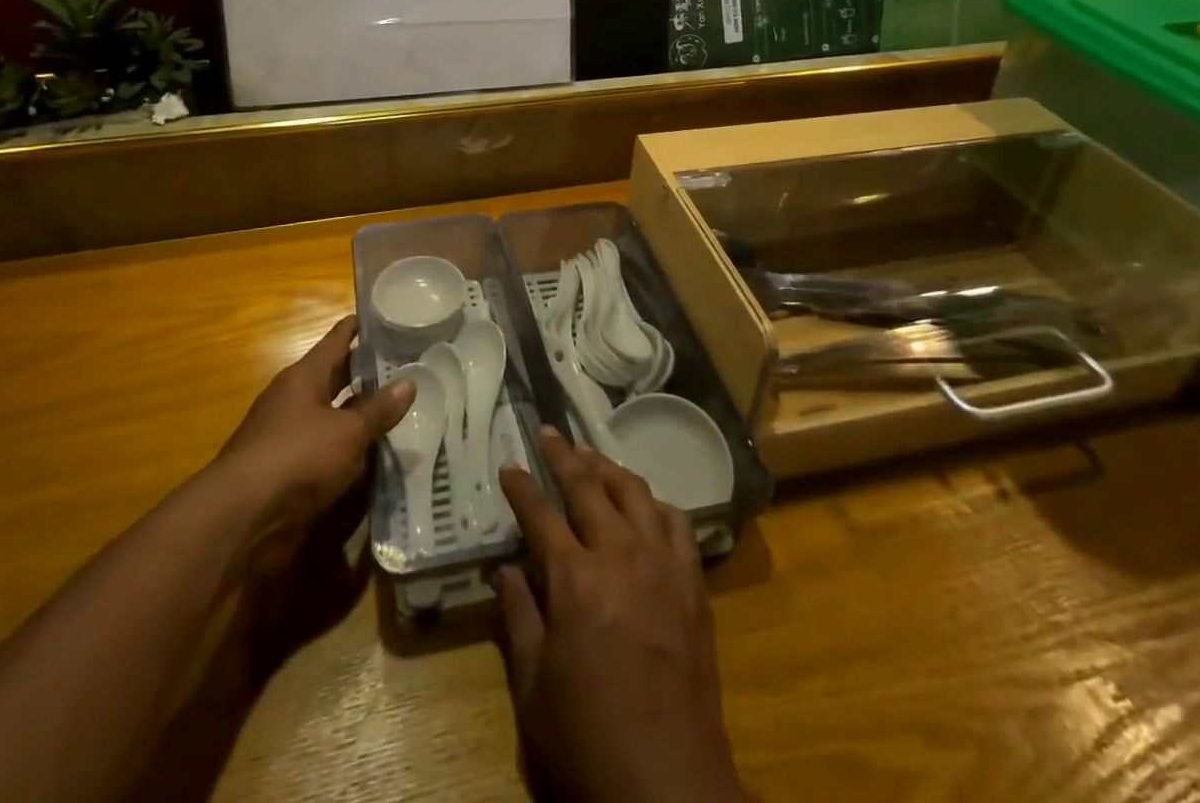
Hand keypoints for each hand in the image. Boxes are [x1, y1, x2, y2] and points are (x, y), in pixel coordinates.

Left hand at [212, 315, 412, 576]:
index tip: (390, 317)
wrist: (241, 520)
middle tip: (408, 367)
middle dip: (368, 374)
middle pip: (336, 377)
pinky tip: (377, 457)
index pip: (338, 339)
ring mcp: (288, 435)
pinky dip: (349, 451)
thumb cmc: (297, 457)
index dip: (362, 327)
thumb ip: (378, 409)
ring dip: (361, 416)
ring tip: (402, 411)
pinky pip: (326, 451)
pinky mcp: (287, 471)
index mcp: (305, 376)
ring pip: (333, 416)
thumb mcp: (348, 431)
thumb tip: (409, 382)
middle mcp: (294, 399)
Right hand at [496, 430, 746, 802]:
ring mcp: (662, 563)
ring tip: (591, 457)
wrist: (670, 786)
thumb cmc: (589, 739)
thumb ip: (518, 617)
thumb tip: (506, 568)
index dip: (521, 487)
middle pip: (589, 485)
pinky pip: (675, 521)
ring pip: (635, 492)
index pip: (541, 514)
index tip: (509, 465)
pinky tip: (644, 504)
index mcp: (575, 579)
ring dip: (609, 467)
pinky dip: (654, 503)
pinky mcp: (693, 581)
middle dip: (564, 455)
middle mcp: (620, 555)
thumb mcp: (534, 687)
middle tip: (548, 432)